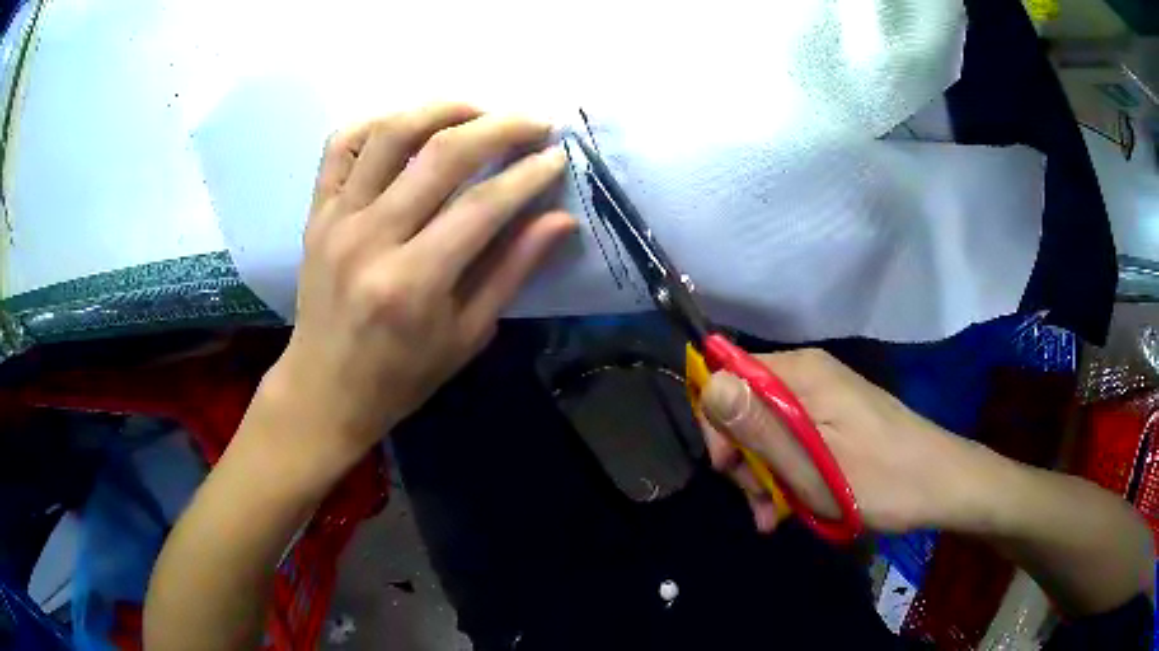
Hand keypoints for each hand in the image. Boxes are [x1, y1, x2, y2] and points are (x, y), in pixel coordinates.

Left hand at [266, 103, 574, 468]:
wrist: (324, 388)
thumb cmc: (401, 375)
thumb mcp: (466, 335)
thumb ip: (512, 270)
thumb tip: (560, 219)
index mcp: (413, 282)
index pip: (483, 205)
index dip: (528, 174)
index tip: (557, 155)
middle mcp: (371, 239)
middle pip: (442, 154)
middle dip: (500, 127)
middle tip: (534, 121)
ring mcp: (336, 219)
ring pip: (390, 133)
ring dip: (443, 109)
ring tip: (479, 110)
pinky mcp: (316, 211)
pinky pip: (340, 144)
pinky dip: (377, 122)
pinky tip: (408, 125)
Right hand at [699, 349, 986, 533]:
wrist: (941, 484)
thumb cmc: (880, 479)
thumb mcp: (812, 466)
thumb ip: (759, 427)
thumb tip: (708, 384)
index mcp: (802, 374)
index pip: (729, 376)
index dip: (718, 422)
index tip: (729, 468)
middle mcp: (810, 376)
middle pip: (748, 407)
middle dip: (745, 458)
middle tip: (759, 502)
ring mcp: (825, 398)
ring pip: (769, 430)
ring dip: (765, 475)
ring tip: (774, 516)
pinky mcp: (836, 420)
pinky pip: (795, 440)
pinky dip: (786, 474)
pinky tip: (789, 509)